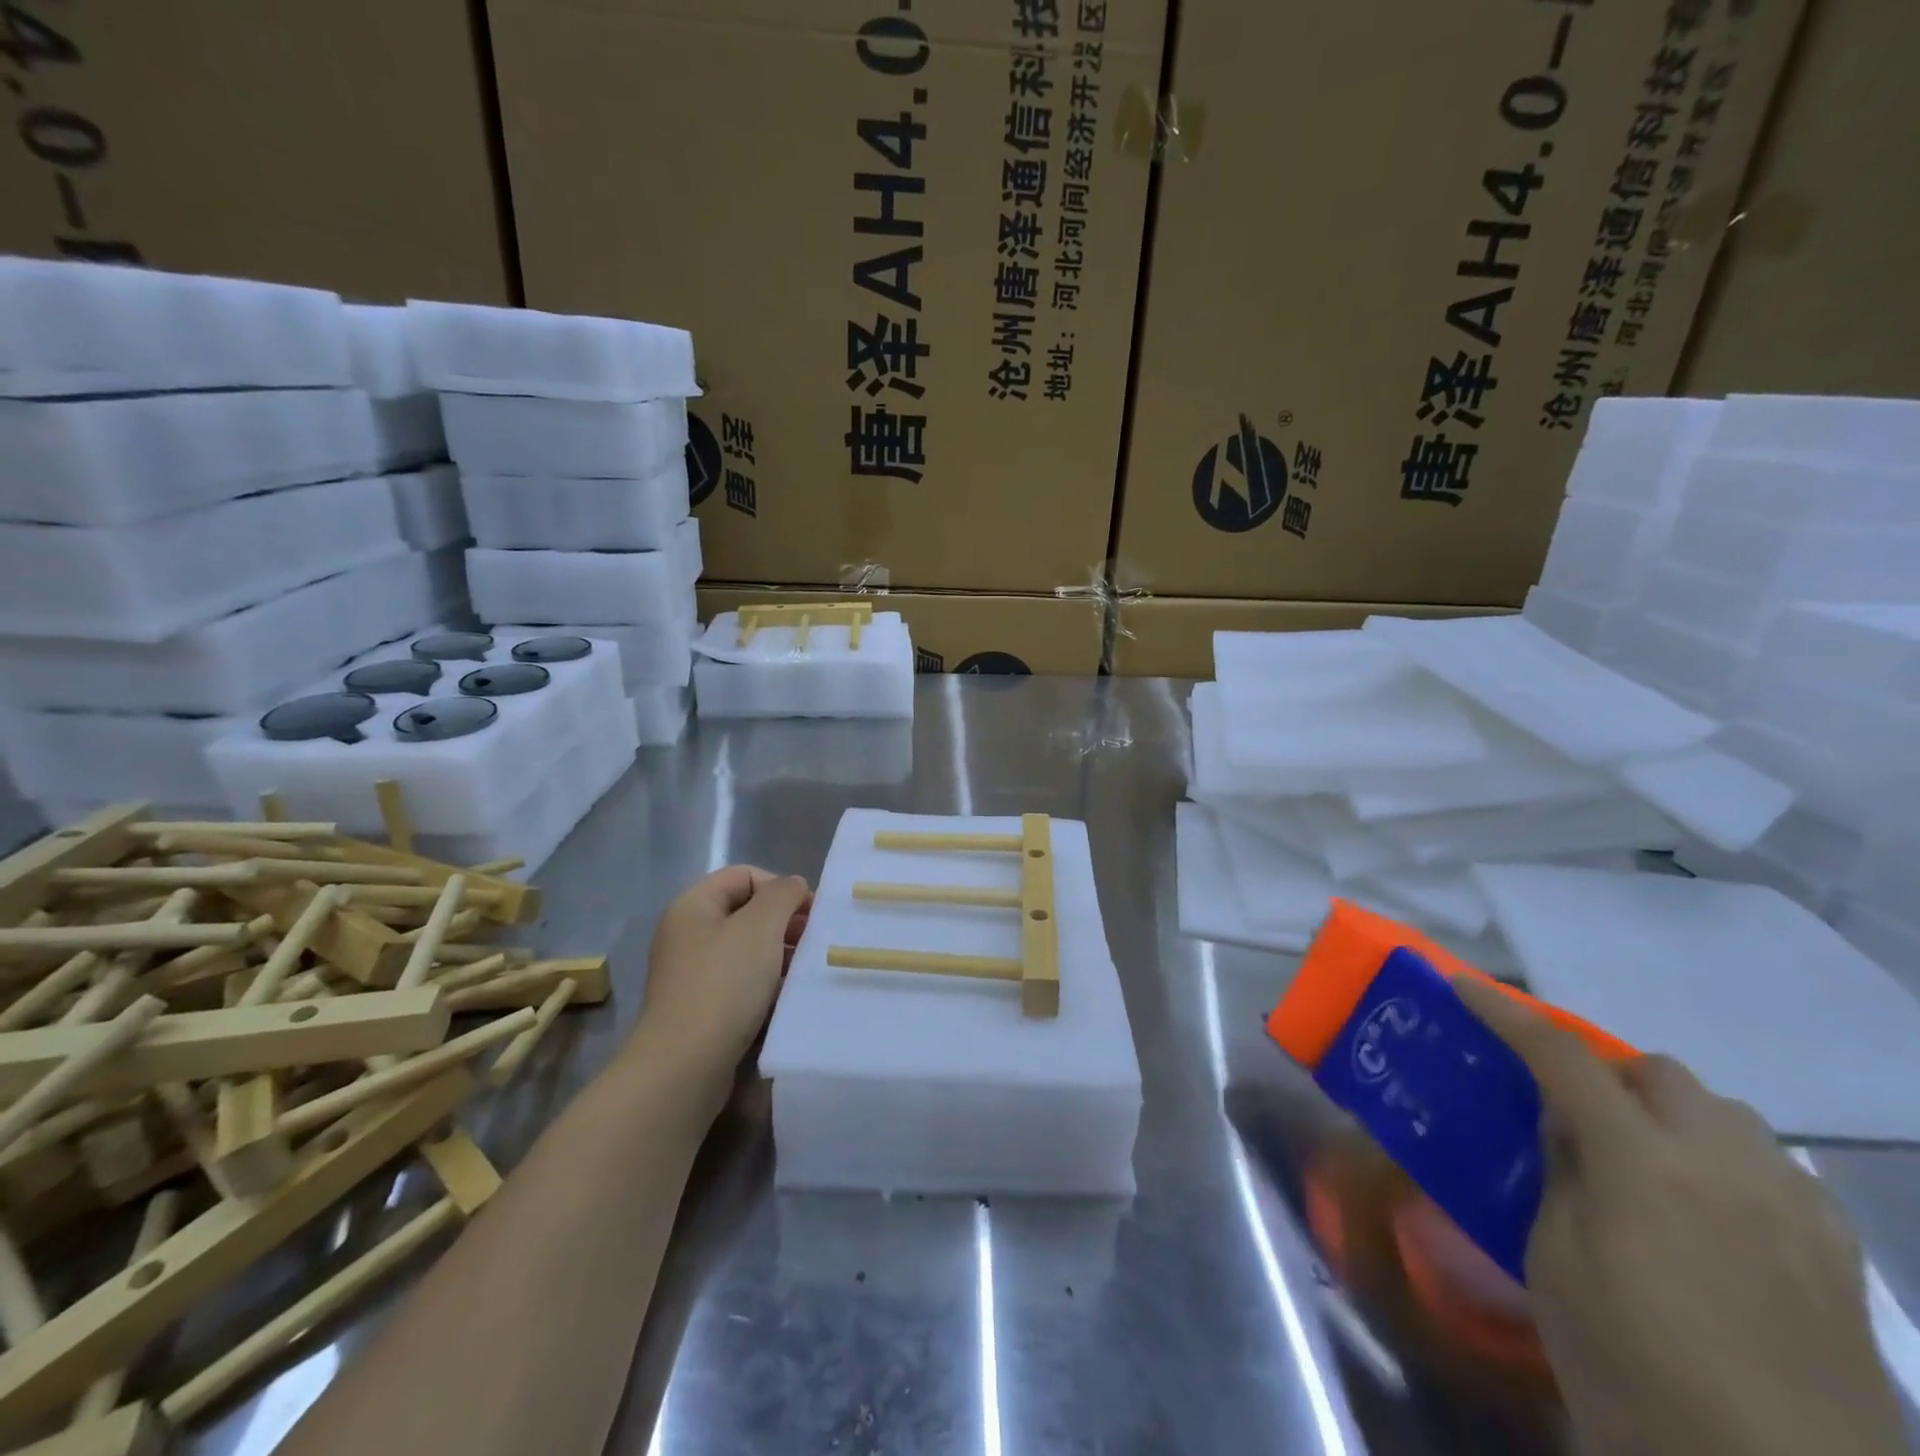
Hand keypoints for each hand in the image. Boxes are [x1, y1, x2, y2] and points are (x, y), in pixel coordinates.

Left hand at [634, 867, 811, 1096]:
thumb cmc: (724, 984)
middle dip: (783, 921)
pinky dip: (765, 982)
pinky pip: (739, 981)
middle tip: (812, 941)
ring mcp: (691, 973)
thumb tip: (793, 886)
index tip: (810, 913)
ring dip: (778, 953)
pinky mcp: (700, 1007)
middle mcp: (687, 934)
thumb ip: (783, 895)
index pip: (743, 875)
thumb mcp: (761, 926)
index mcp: (692, 906)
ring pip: (745, 948)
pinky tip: (786, 996)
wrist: (685, 1065)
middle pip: (744, 911)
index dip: (779, 886)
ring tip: (804, 969)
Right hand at [1454, 977, 1905, 1455]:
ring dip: (1669, 1110)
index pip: (1561, 1057)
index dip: (1506, 1014)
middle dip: (1604, 1070)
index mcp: (1643, 1163)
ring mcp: (1793, 1210)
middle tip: (1566, 1109)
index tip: (1465, 986)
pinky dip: (1730, 1157)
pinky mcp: (1838, 1258)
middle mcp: (1724, 1166)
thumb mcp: (1555, 1264)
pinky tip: (1714, 1204)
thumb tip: (1565, 1126)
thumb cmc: (1633, 1372)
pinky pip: (1778, 1166)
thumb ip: (1560, 1175)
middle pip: (1658, 1072)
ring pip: (1726, 1111)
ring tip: (1641, 1156)